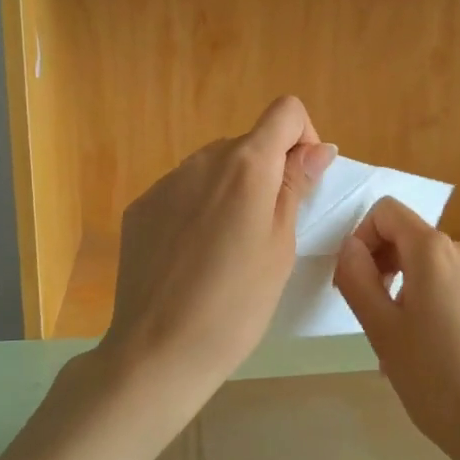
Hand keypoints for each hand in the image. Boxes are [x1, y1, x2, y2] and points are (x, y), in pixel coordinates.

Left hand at [99, 96, 335, 420]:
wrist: (159, 349)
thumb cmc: (238, 303)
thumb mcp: (281, 245)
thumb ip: (296, 186)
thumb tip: (318, 147)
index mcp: (246, 165)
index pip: (285, 111)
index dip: (303, 138)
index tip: (301, 182)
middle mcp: (202, 160)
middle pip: (248, 143)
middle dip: (267, 172)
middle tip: (267, 232)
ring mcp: (165, 183)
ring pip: (214, 169)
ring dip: (231, 192)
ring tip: (228, 250)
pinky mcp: (141, 208)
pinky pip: (182, 193)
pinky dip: (198, 210)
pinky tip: (193, 258)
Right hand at [332, 198, 459, 459]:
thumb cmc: (432, 378)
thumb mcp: (380, 329)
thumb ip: (357, 276)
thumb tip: (351, 247)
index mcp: (435, 251)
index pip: (388, 212)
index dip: (363, 238)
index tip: (359, 282)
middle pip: (416, 242)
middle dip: (389, 270)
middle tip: (379, 322)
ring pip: (442, 272)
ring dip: (417, 295)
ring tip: (412, 348)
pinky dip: (448, 310)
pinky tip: (447, 357)